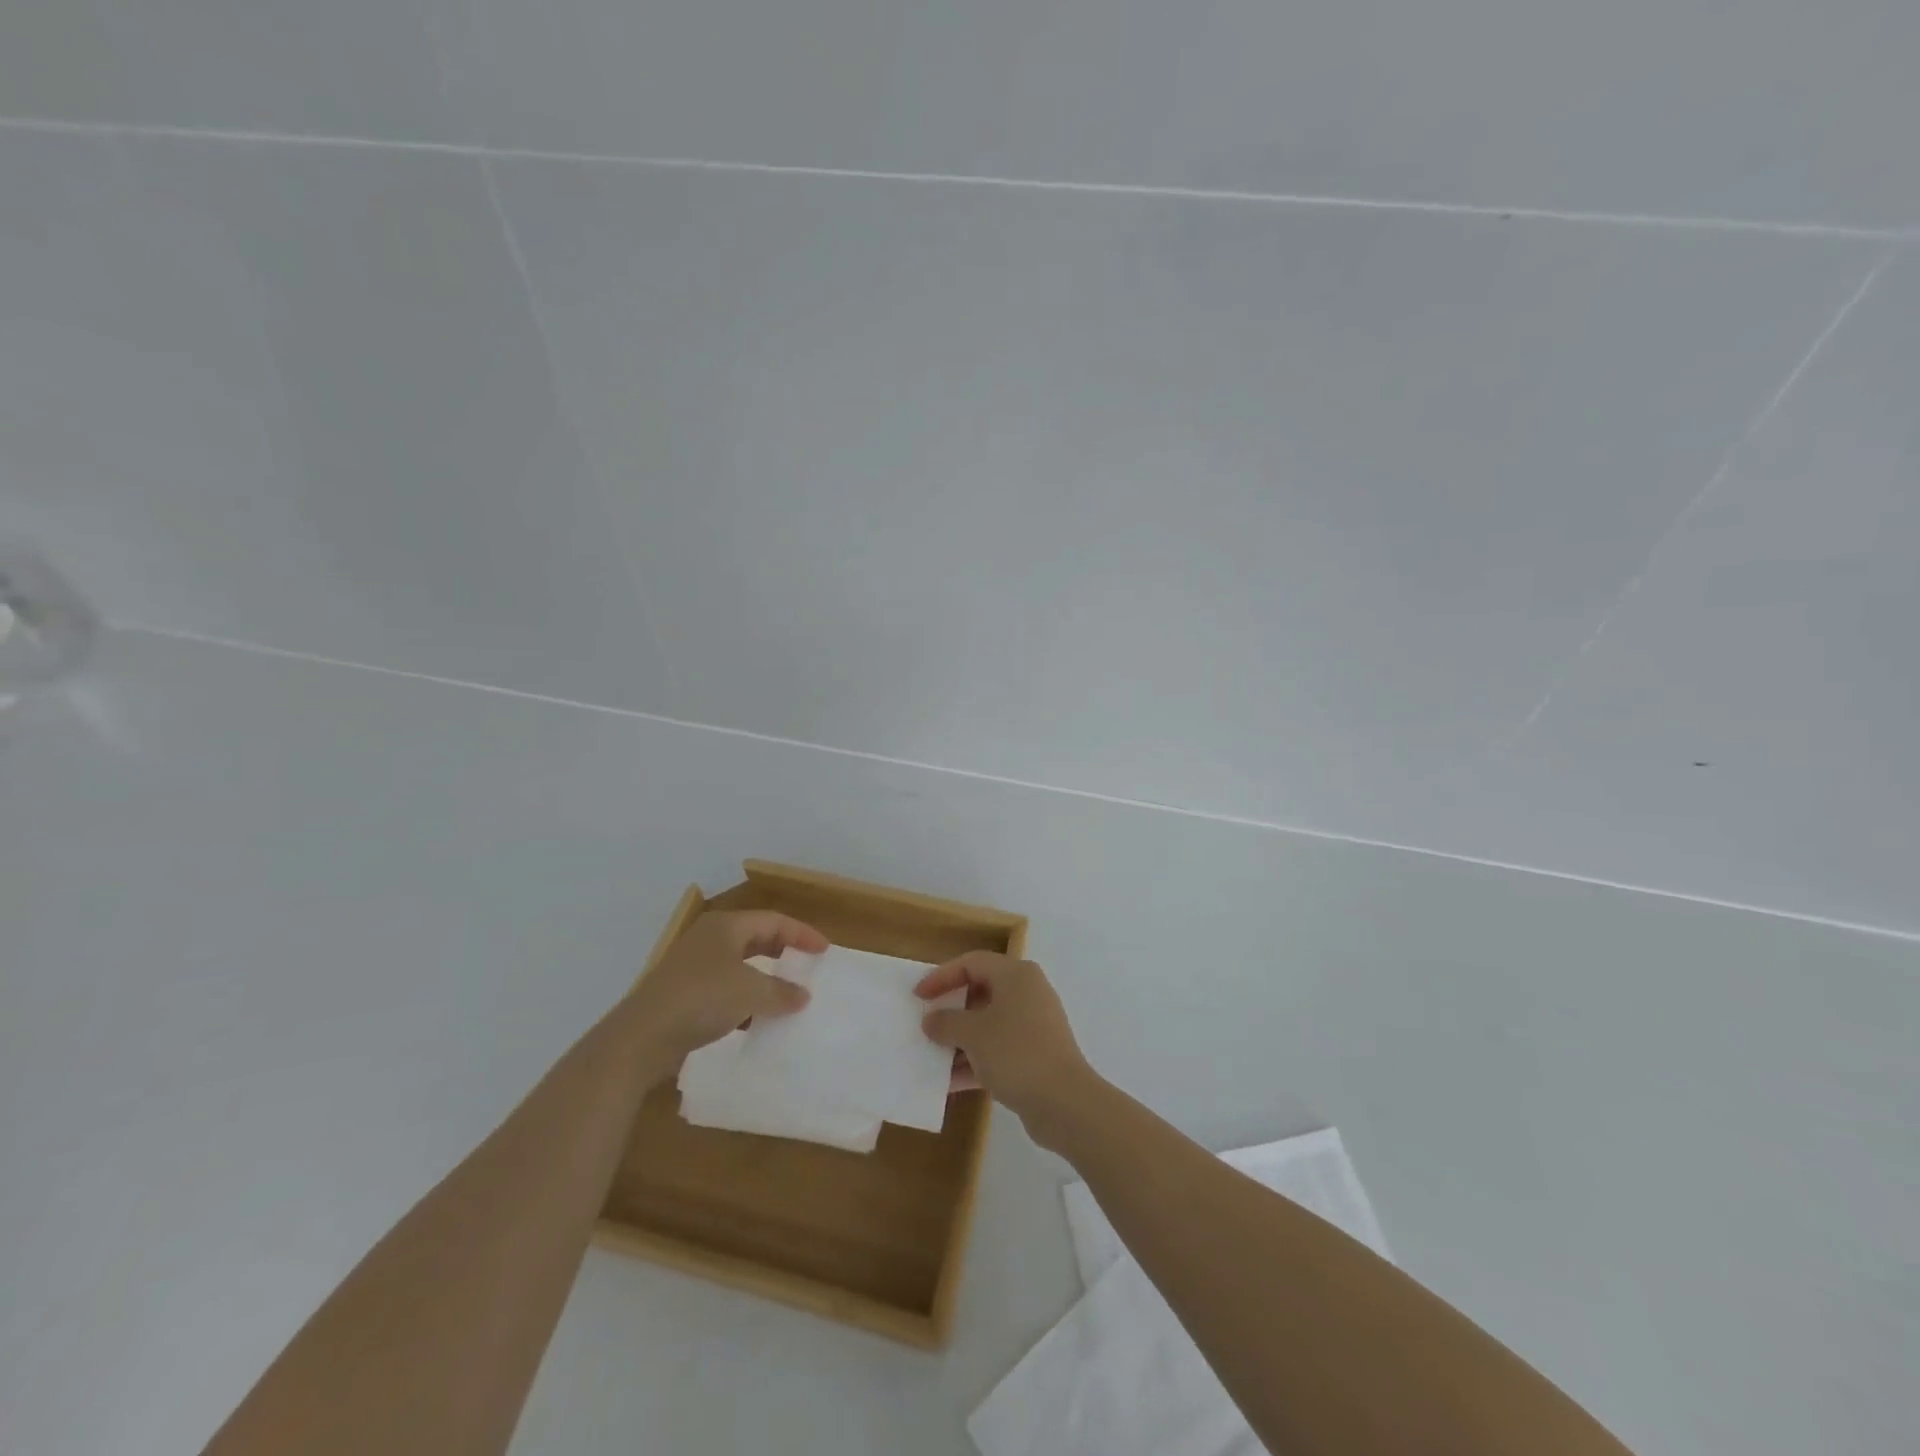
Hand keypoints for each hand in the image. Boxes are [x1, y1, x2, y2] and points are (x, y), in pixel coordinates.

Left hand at [627, 909, 827, 1066]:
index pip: (774, 921)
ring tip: (787, 996)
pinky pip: (725, 990)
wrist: (640, 1038)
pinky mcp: (684, 995)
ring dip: (764, 979)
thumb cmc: (701, 999)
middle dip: (783, 952)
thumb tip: (803, 995)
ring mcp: (693, 967)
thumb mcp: (750, 992)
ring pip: (740, 966)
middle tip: (807, 966)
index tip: (824, 951)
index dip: (802, 933)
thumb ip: (781, 991)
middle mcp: (709, 939)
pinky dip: (744, 1001)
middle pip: (756, 939)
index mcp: (726, 926)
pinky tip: (755, 1022)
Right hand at [916, 951, 1094, 1136]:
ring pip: (988, 1024)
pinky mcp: (1036, 1055)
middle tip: (926, 1024)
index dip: (941, 976)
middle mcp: (1027, 993)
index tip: (918, 996)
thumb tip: (931, 1020)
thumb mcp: (973, 1034)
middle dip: (951, 1011)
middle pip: (980, 992)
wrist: (1064, 1102)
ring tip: (932, 1056)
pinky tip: (950, 1083)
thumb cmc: (1016, 1052)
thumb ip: (946, 1022)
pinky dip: (976, 1061)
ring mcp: (1033, 1025)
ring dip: (960, 1040)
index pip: (971, 963)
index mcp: (1015, 975)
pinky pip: (998, 1050)